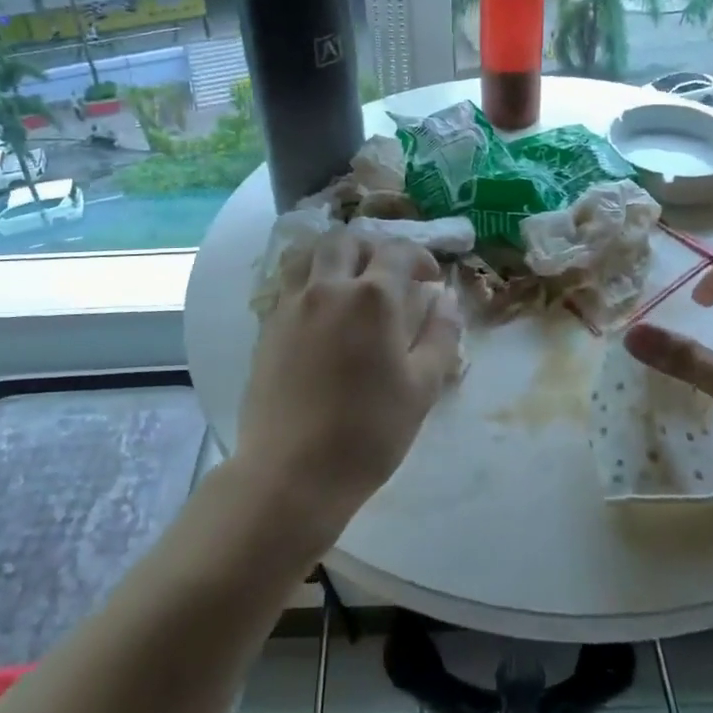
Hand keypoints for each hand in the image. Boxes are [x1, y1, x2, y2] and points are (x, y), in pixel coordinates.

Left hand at [235, 228, 462, 547]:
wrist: (292, 472)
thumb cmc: (368, 433)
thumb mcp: (422, 388)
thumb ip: (440, 336)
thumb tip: (445, 300)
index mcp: (373, 298)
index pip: (398, 252)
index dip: (420, 256)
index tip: (431, 277)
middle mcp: (328, 288)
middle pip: (348, 241)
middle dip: (373, 248)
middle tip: (388, 275)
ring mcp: (291, 305)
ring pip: (309, 254)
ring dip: (334, 256)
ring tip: (348, 280)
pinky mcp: (267, 326)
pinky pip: (287, 283)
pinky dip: (307, 279)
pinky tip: (319, 309)